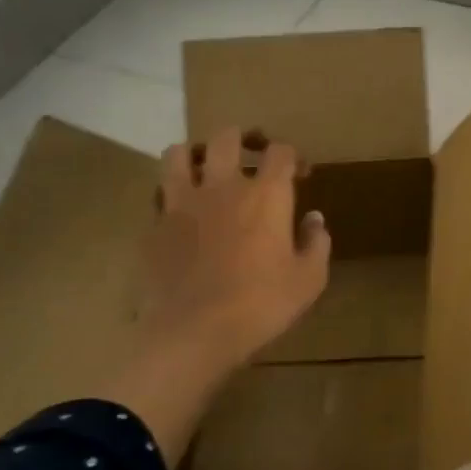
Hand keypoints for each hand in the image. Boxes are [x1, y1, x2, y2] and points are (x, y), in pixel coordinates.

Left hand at [139, 128, 331, 367]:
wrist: (193, 332)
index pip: (281, 151)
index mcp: (266, 195)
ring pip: (178, 153)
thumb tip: (313, 219)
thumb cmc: (262, 304)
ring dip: (195, 153)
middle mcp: (223, 186)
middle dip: (243, 138)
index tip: (299, 173)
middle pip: (227, 137)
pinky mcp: (154, 226)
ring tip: (205, 169)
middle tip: (252, 155)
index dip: (293, 155)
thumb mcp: (309, 279)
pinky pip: (159, 193)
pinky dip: (172, 193)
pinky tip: (182, 211)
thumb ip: (316, 242)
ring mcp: (182, 203)